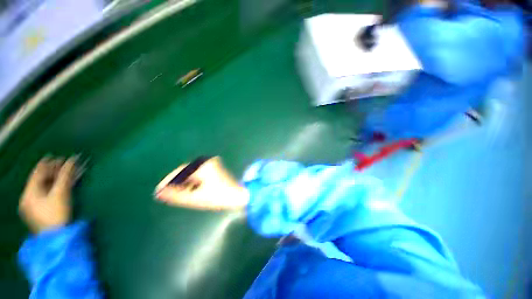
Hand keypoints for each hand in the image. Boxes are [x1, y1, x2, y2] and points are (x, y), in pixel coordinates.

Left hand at [19, 156, 76, 232]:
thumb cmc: (56, 214)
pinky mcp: (43, 210)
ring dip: (59, 179)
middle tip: (67, 165)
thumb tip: (73, 159)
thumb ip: (66, 175)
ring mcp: (35, 205)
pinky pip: (50, 194)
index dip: (48, 164)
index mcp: (29, 193)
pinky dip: (58, 188)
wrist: (57, 238)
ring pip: (47, 187)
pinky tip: (67, 184)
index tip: (58, 157)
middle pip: (42, 180)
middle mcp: (29, 197)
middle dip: (55, 171)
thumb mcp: (61, 193)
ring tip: (71, 173)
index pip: (37, 173)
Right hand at [155, 156, 248, 210]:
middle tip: (167, 193)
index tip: (158, 190)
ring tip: (176, 192)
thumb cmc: (218, 197)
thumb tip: (158, 192)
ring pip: (192, 172)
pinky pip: (198, 172)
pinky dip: (192, 180)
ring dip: (184, 181)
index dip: (168, 180)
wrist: (237, 195)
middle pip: (186, 171)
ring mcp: (211, 164)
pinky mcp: (214, 168)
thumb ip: (176, 195)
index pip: (180, 171)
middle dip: (176, 181)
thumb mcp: (196, 198)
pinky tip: (190, 188)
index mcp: (203, 167)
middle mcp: (207, 162)